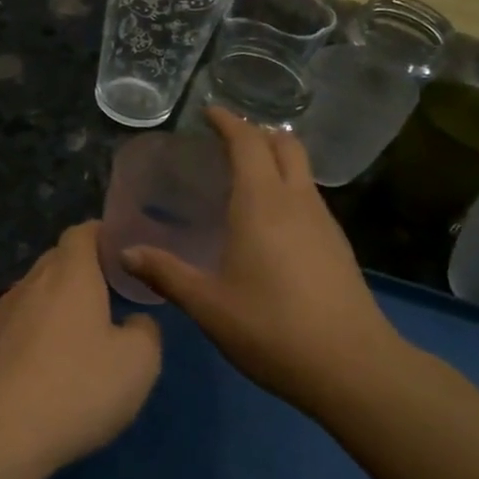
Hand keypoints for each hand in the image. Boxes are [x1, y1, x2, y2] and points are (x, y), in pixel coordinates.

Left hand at [0, 222, 161, 474]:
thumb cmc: (77, 387)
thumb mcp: (138, 364)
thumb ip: (146, 332)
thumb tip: (135, 322)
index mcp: (70, 274)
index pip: (82, 233)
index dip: (102, 235)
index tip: (121, 250)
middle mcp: (31, 283)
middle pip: (57, 260)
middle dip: (82, 269)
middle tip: (109, 292)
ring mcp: (1, 313)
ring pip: (35, 293)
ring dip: (56, 303)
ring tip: (79, 332)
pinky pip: (16, 324)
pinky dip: (34, 332)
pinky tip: (45, 365)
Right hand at [122, 108, 401, 417]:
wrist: (352, 367)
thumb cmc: (271, 328)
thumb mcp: (207, 305)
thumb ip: (166, 273)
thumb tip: (126, 253)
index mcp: (261, 204)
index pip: (247, 143)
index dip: (228, 122)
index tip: (208, 112)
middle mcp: (297, 201)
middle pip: (284, 145)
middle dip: (257, 132)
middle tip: (227, 141)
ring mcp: (324, 222)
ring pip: (302, 170)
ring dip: (276, 158)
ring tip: (246, 175)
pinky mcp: (338, 245)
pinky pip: (310, 196)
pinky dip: (289, 186)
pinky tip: (272, 220)